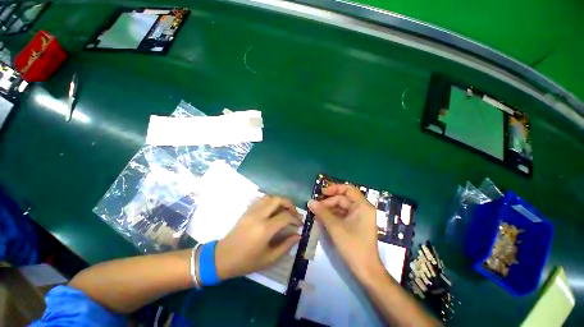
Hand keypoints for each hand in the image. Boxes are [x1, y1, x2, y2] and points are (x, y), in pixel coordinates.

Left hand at [215, 196, 301, 279]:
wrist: (223, 257)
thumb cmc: (246, 261)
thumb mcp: (269, 258)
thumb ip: (286, 245)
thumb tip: (298, 235)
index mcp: (265, 229)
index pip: (286, 216)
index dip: (296, 218)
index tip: (300, 224)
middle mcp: (259, 215)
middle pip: (278, 200)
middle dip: (290, 204)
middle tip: (294, 213)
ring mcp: (252, 211)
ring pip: (270, 197)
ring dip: (280, 201)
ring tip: (285, 210)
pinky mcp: (247, 210)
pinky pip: (262, 200)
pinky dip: (271, 201)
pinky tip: (274, 210)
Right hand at [308, 184, 381, 277]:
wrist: (365, 270)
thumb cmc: (352, 245)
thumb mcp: (335, 227)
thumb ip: (322, 212)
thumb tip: (310, 201)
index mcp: (363, 206)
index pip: (348, 189)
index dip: (334, 188)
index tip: (322, 193)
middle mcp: (362, 209)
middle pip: (343, 199)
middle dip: (328, 202)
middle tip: (315, 207)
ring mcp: (359, 217)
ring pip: (341, 207)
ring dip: (328, 209)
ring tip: (316, 213)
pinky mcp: (355, 225)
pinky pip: (342, 215)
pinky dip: (332, 216)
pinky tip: (321, 219)